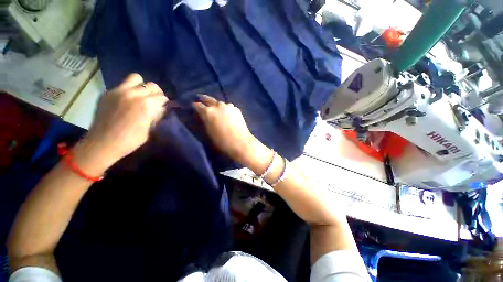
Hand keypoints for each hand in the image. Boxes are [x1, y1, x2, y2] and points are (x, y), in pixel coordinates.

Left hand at [82, 73, 167, 166]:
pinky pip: (123, 85)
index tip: (165, 107)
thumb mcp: (150, 129)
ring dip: (142, 86)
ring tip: (142, 95)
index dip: (165, 102)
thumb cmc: (130, 140)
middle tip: (155, 100)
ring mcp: (118, 91)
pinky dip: (129, 89)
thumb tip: (162, 108)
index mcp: (145, 105)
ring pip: (136, 78)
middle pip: (151, 85)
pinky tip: (128, 100)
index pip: (161, 97)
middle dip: (156, 93)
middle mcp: (133, 94)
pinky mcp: (108, 93)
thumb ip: (157, 115)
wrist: (103, 143)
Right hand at [193, 95, 272, 170]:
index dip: (194, 106)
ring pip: (220, 103)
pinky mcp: (237, 109)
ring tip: (215, 107)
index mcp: (208, 112)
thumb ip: (204, 122)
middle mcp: (218, 106)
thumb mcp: (208, 133)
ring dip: (216, 104)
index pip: (198, 105)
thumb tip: (202, 116)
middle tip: (200, 98)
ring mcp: (229, 106)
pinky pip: (229, 107)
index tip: (193, 106)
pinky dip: (226, 109)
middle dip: (203, 99)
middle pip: (209, 99)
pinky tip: (227, 113)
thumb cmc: (222, 141)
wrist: (241, 142)